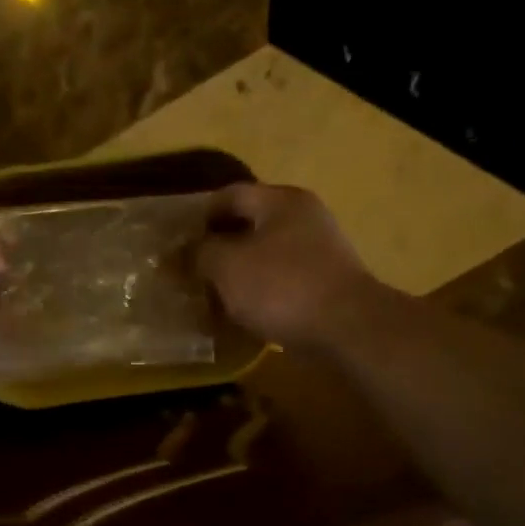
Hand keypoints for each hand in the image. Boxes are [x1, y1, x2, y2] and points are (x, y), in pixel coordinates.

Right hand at [196, 183, 372, 349]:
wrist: (347, 330)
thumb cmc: (280, 287)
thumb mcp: (226, 266)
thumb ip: (199, 253)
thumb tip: (181, 252)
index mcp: (280, 201)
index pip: (229, 195)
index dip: (199, 217)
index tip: (177, 244)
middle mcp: (303, 218)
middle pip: (248, 225)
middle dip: (217, 248)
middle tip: (190, 271)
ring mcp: (318, 251)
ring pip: (263, 256)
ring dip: (236, 274)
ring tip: (211, 297)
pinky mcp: (324, 284)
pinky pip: (280, 281)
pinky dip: (258, 293)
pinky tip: (240, 314)